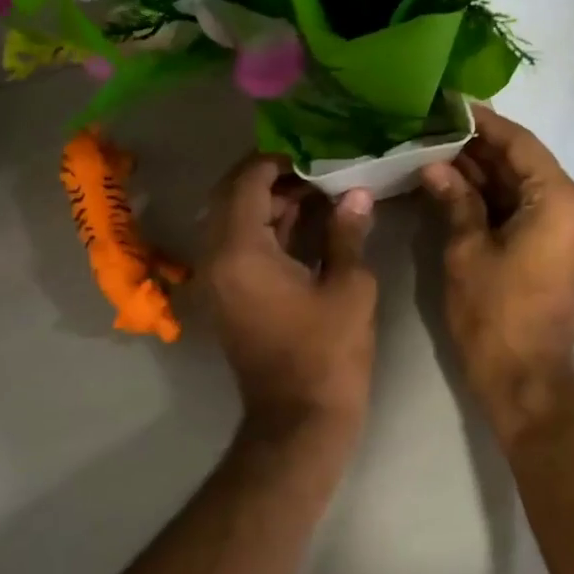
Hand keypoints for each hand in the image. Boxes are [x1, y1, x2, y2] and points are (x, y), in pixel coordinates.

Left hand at [203, 155, 378, 439]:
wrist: (300, 419)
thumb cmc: (329, 352)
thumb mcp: (349, 287)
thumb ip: (348, 233)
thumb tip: (357, 195)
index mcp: (240, 252)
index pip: (246, 183)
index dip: (275, 161)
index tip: (309, 154)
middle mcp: (216, 261)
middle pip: (231, 200)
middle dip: (271, 181)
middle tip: (315, 174)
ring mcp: (218, 283)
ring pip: (234, 225)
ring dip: (268, 207)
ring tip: (317, 196)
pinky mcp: (227, 300)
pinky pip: (238, 250)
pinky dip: (265, 234)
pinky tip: (305, 228)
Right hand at [421, 109, 573, 437]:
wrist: (525, 379)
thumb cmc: (496, 315)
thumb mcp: (468, 252)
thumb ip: (455, 201)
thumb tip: (435, 166)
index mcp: (557, 199)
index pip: (518, 142)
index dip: (481, 121)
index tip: (446, 103)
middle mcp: (567, 206)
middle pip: (520, 162)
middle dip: (475, 147)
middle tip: (429, 127)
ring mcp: (559, 229)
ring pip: (517, 186)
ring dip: (479, 172)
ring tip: (430, 149)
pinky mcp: (547, 249)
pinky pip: (518, 210)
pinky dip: (487, 199)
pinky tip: (449, 185)